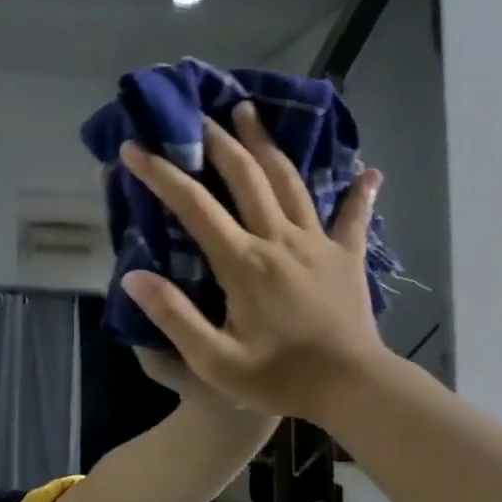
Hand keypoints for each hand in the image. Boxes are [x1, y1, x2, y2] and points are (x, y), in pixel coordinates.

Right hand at [118, 103, 387, 423]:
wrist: (354, 390)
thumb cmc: (279, 376)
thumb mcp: (213, 359)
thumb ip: (173, 315)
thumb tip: (133, 277)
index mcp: (243, 262)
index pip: (194, 206)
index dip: (160, 174)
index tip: (134, 148)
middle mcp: (279, 239)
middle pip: (246, 176)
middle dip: (217, 141)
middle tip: (197, 114)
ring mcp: (317, 243)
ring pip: (290, 181)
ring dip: (267, 144)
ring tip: (250, 112)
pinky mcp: (347, 256)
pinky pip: (352, 217)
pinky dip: (359, 192)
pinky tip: (369, 171)